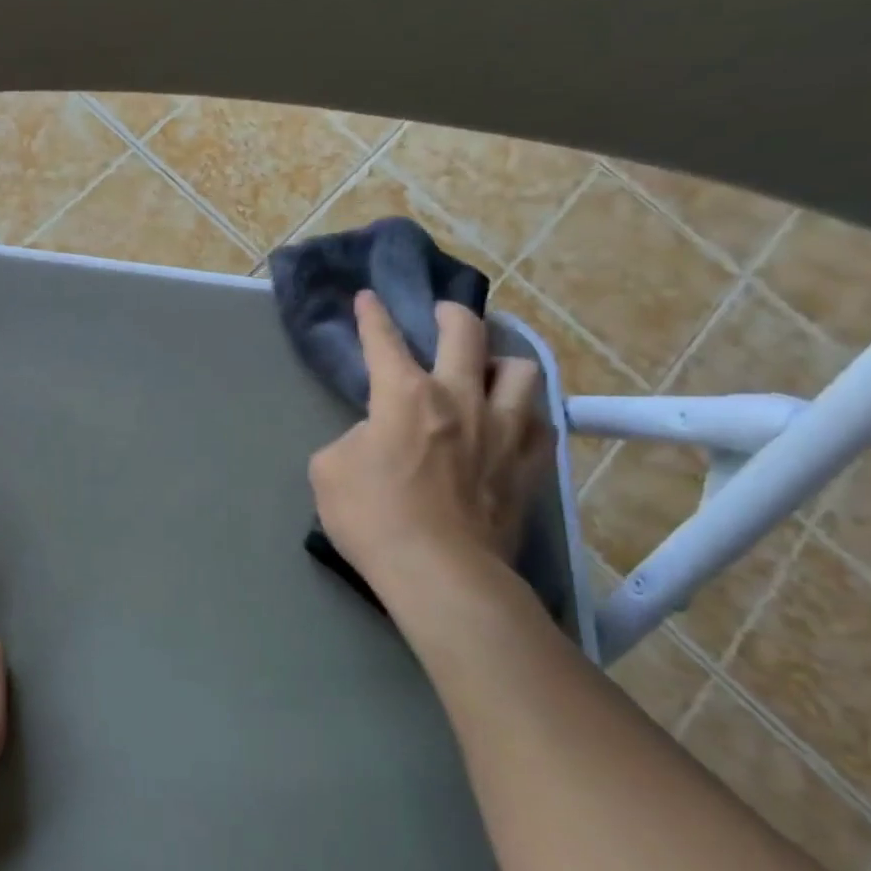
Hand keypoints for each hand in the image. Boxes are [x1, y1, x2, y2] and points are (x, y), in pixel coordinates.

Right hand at [308, 292, 550, 597]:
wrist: (440, 574)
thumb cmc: (373, 517)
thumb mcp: (330, 469)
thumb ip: (353, 438)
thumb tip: (377, 437)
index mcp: (405, 395)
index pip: (384, 340)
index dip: (373, 315)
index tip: (369, 296)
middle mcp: (460, 398)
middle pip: (465, 333)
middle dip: (449, 314)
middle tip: (441, 314)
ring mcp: (504, 430)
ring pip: (520, 369)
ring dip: (499, 363)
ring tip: (486, 375)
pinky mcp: (530, 465)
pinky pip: (540, 421)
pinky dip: (524, 412)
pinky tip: (511, 422)